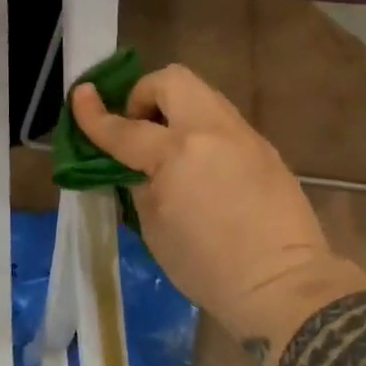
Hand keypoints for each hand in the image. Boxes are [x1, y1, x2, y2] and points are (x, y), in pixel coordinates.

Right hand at [71, 64, 340, 328]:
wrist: (285, 286)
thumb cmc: (209, 268)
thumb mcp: (155, 229)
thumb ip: (140, 185)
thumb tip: (136, 167)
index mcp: (177, 153)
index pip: (125, 127)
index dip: (94, 114)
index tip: (80, 96)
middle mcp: (211, 130)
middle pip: (172, 79)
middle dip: (145, 94)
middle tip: (138, 128)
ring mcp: (243, 135)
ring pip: (201, 94)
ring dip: (175, 109)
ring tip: (168, 147)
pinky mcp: (264, 148)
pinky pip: (222, 121)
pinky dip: (201, 130)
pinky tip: (201, 166)